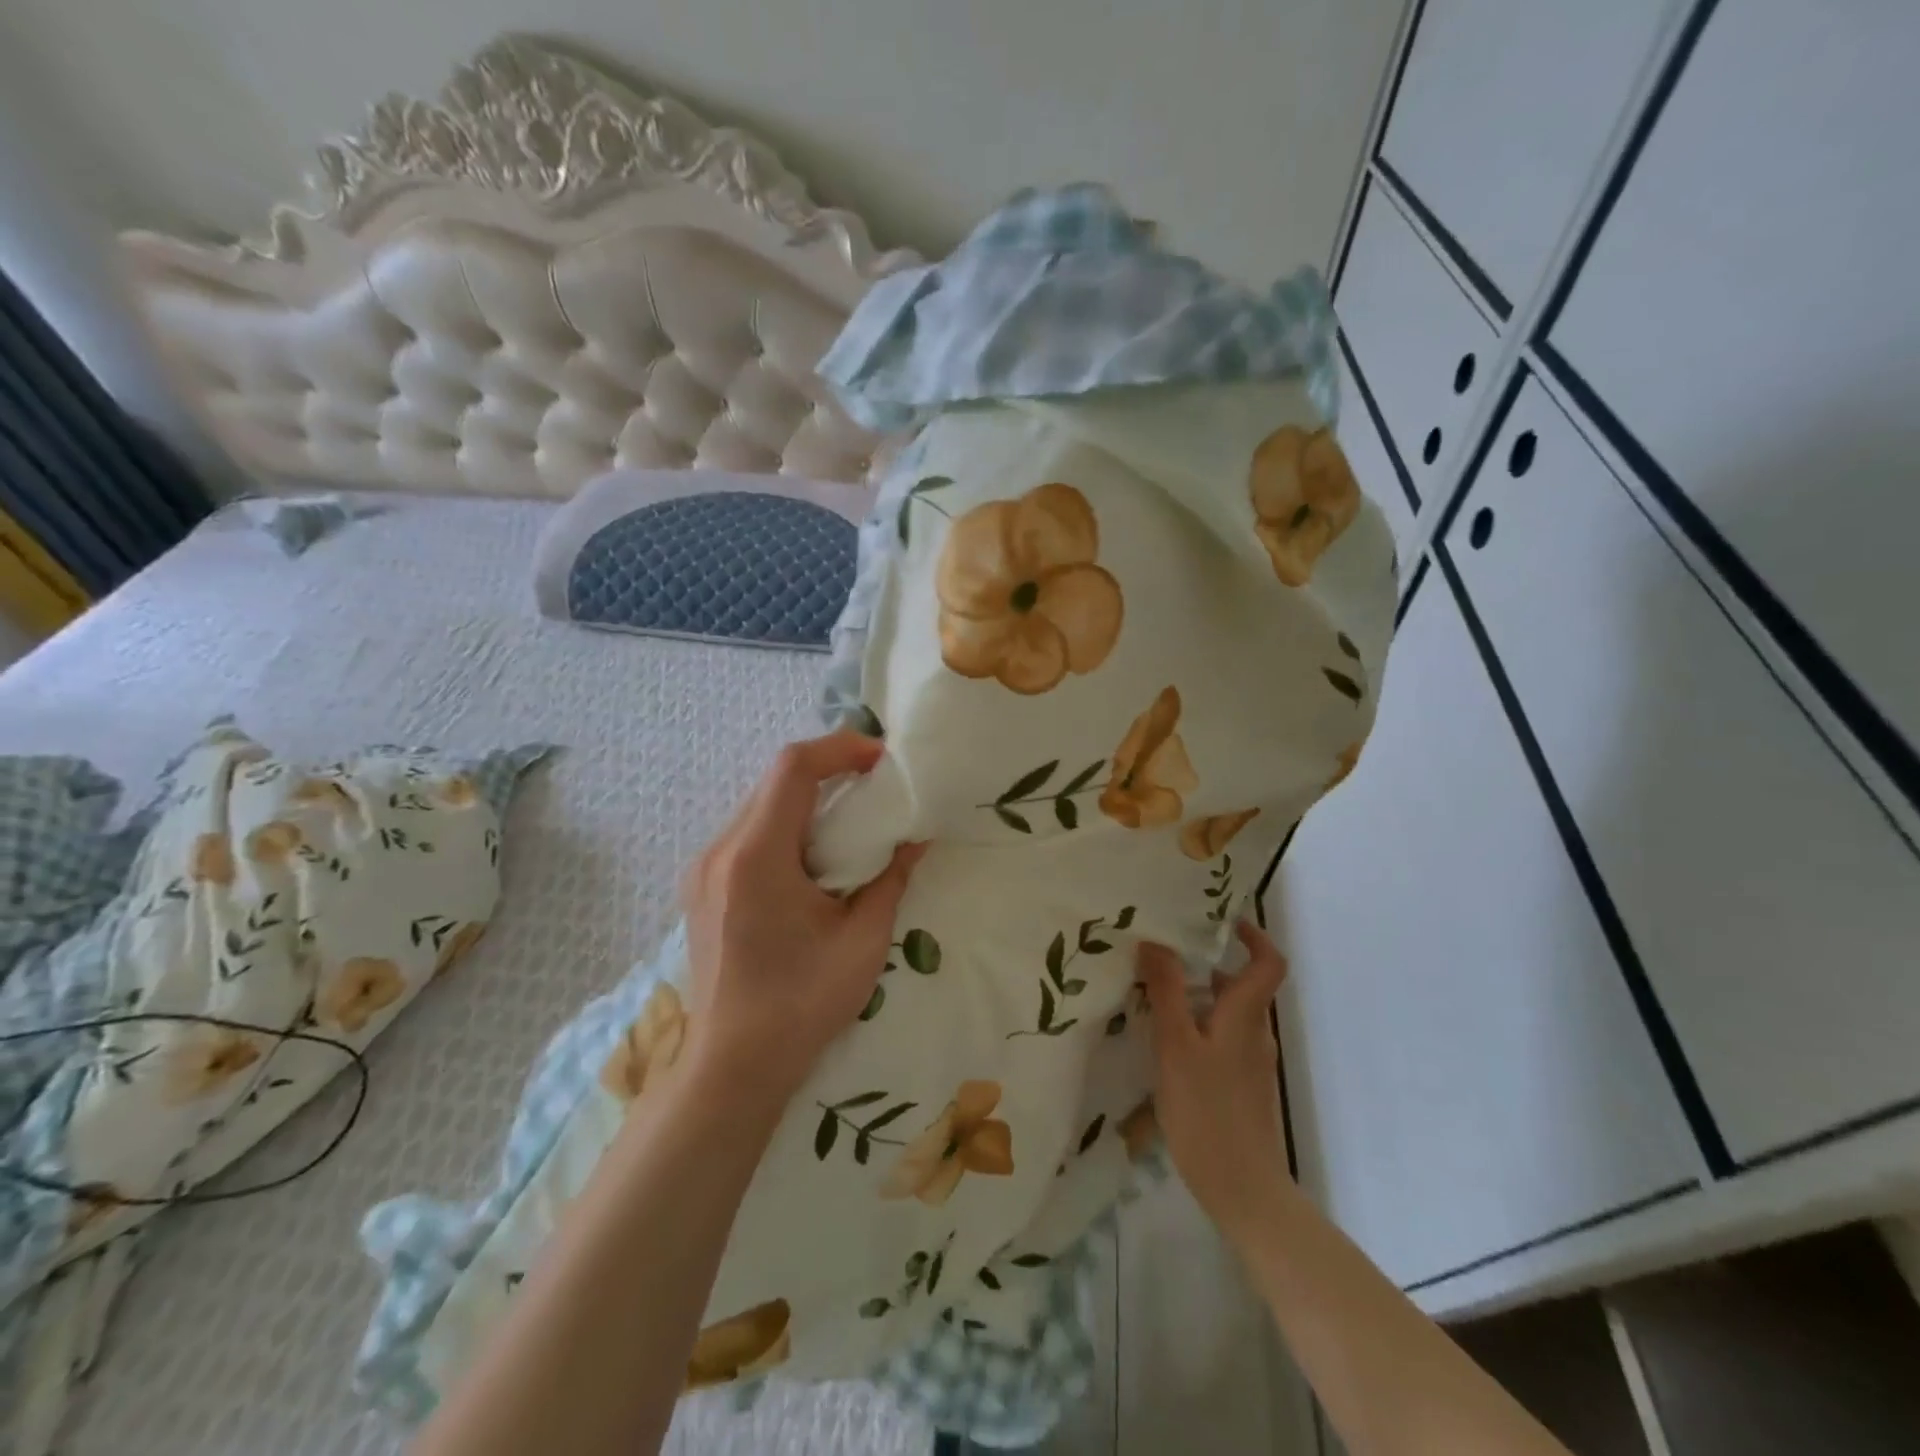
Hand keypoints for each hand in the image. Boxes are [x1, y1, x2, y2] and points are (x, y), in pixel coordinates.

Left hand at [679, 731, 925, 1109]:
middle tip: (875, 786)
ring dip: (807, 798)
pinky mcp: (702, 886)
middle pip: (775, 781)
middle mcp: (721, 851)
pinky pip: (748, 833)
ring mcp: (703, 868)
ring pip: (760, 804)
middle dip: (829, 770)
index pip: (793, 769)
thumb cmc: (802, 1005)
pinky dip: (787, 825)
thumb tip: (916, 839)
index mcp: (757, 858)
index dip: (840, 748)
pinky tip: (815, 856)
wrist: (733, 1066)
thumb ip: (891, 879)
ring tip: (851, 818)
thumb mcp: (863, 941)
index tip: (881, 760)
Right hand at [1139, 920, 1292, 1239]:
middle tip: (1161, 960)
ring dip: (1196, 1000)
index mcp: (1246, 1017)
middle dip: (1205, 968)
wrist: (1244, 1191)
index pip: (1269, 964)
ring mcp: (1251, 1065)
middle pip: (1240, 988)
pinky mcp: (1241, 1090)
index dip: (1254, 937)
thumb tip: (1156, 941)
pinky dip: (1197, 1031)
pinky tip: (1165, 1047)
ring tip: (1152, 1000)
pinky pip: (1221, 1043)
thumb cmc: (1207, 1110)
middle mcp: (1255, 1035)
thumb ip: (1167, 992)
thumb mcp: (1176, 1045)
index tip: (1222, 921)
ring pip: (1227, 1017)